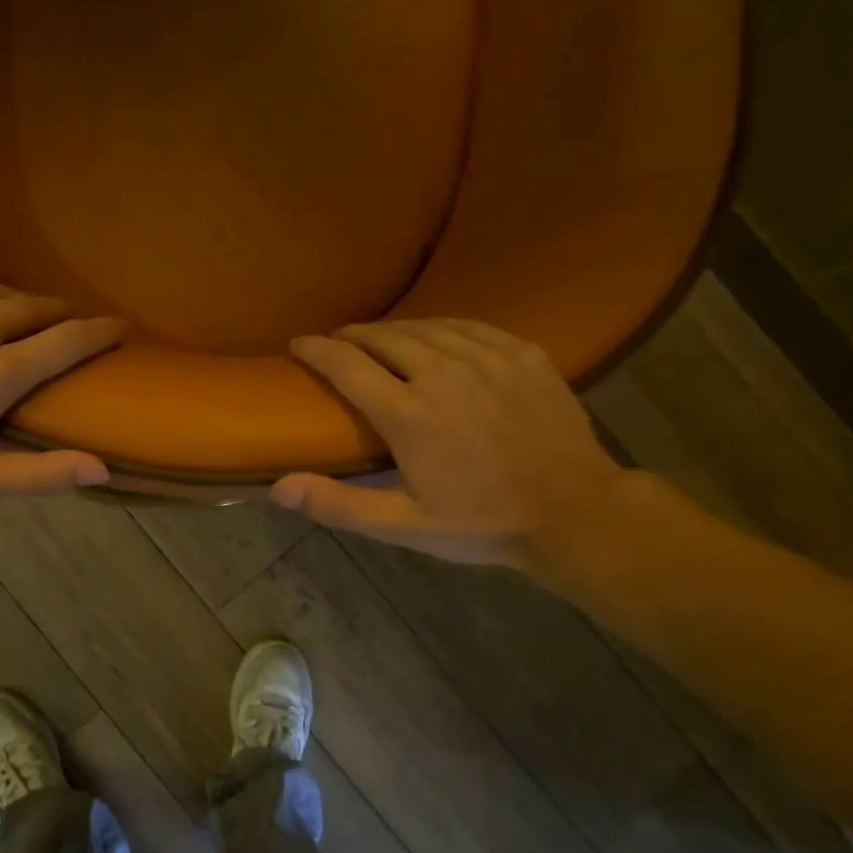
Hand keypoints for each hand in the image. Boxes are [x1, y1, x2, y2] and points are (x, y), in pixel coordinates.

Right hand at [271, 319, 632, 567]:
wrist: (574, 512)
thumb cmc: (481, 523)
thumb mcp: (404, 525)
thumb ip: (339, 504)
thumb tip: (278, 487)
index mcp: (410, 415)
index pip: (348, 366)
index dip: (317, 350)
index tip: (298, 345)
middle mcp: (444, 374)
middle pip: (386, 338)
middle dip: (354, 336)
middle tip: (337, 341)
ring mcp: (489, 359)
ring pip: (428, 327)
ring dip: (394, 329)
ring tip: (379, 338)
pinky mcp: (524, 354)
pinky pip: (470, 327)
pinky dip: (441, 327)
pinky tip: (435, 335)